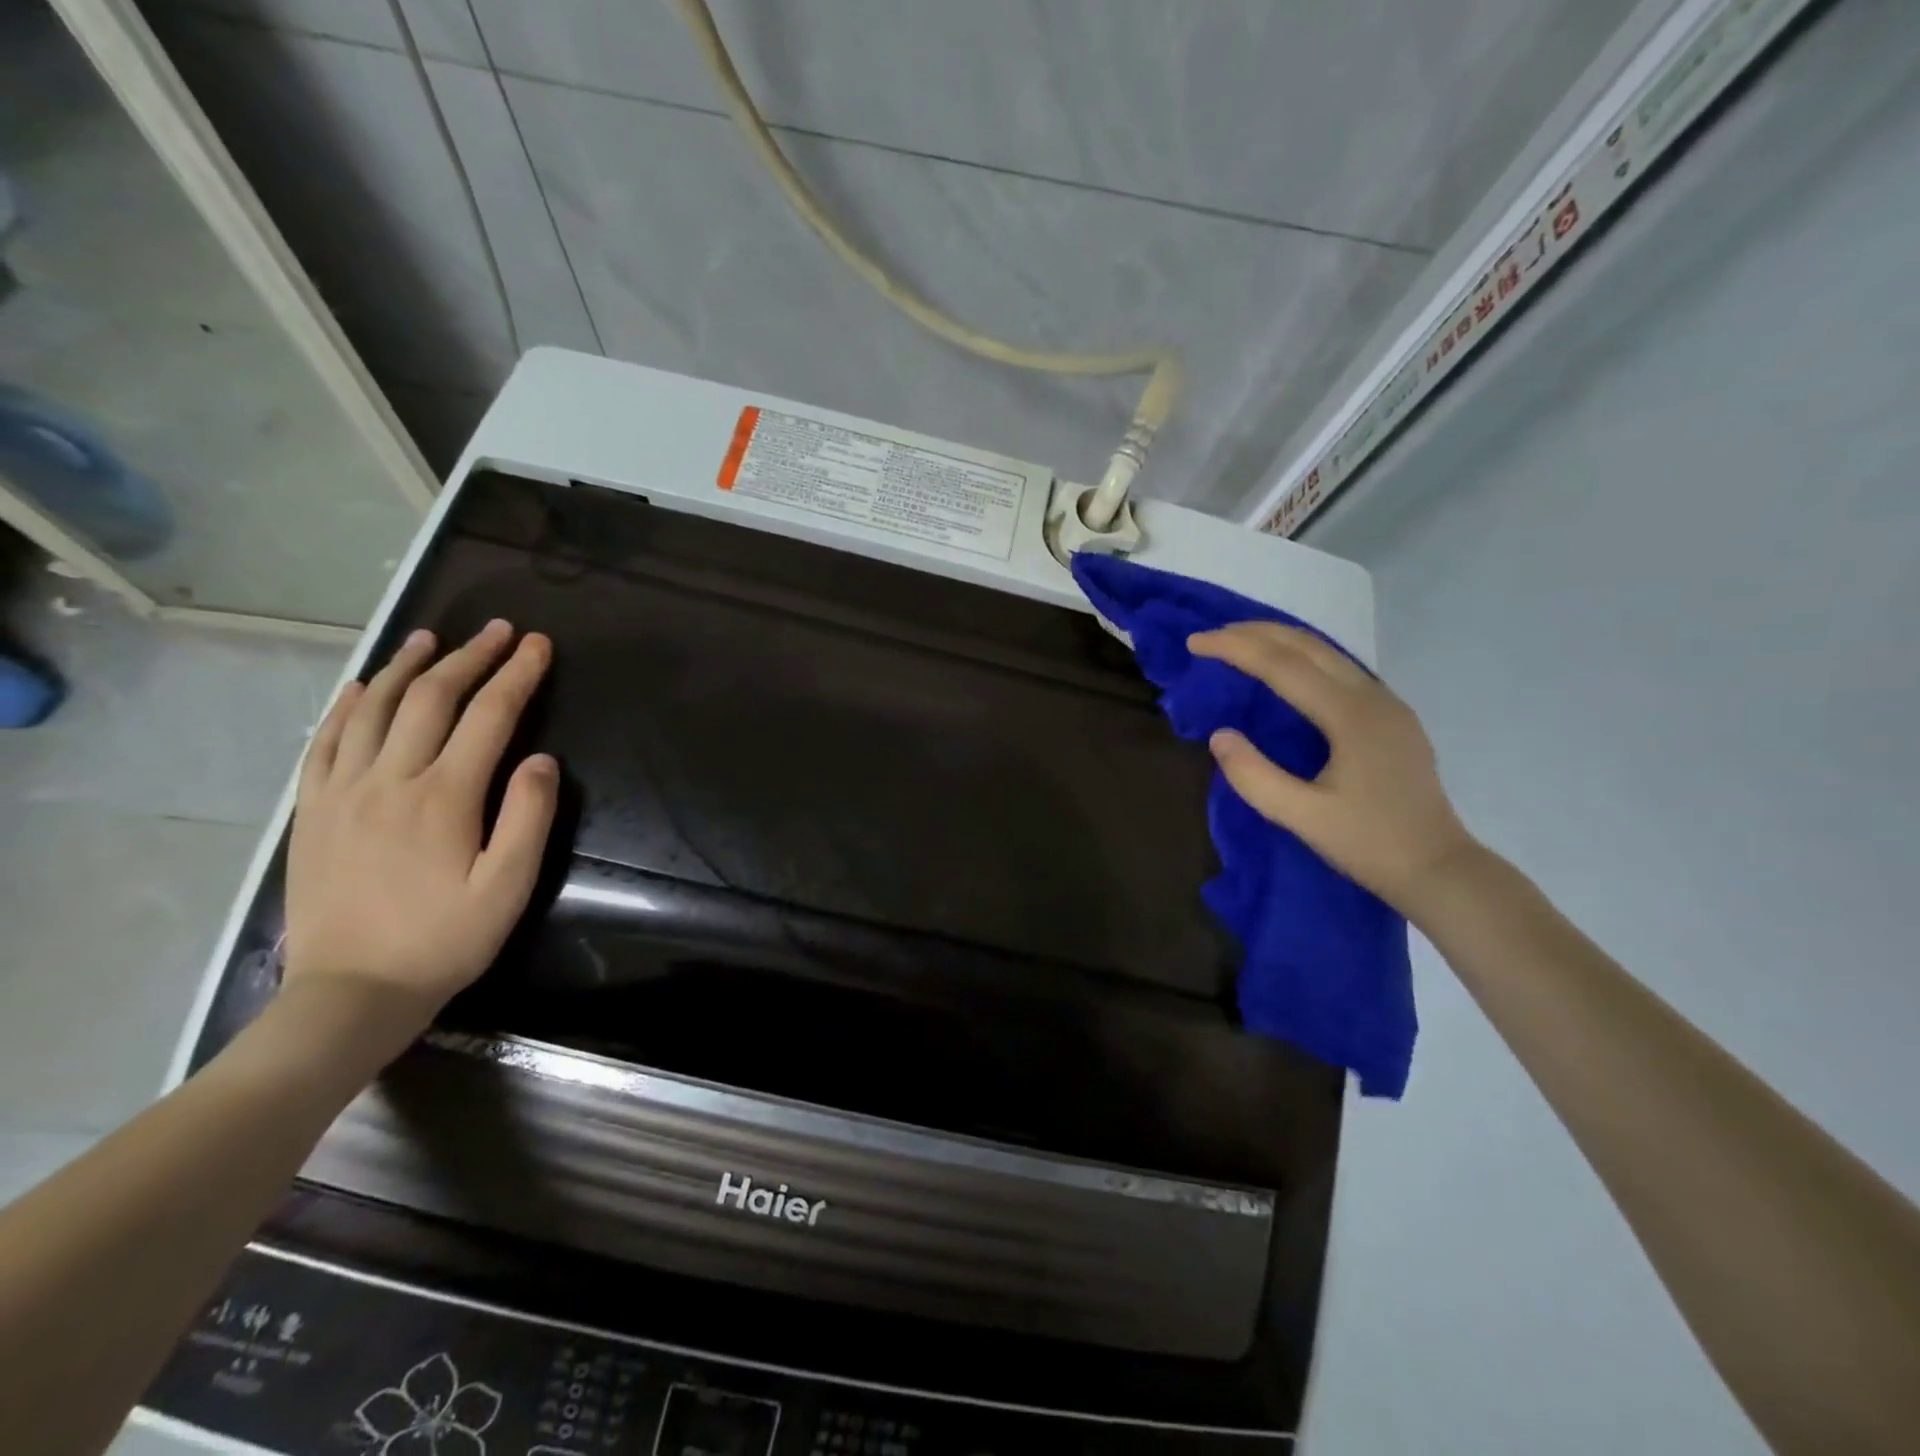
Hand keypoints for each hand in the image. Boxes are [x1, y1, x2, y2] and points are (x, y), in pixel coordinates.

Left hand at [283, 621, 559, 1032]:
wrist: (351, 992)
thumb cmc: (445, 940)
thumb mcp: (510, 886)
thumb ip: (530, 816)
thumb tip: (540, 758)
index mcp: (444, 796)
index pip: (489, 716)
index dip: (517, 675)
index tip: (538, 645)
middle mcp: (390, 779)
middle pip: (431, 699)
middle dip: (471, 658)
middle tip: (499, 631)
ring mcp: (342, 791)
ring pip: (372, 708)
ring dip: (406, 667)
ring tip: (432, 638)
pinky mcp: (313, 810)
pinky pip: (324, 741)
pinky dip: (344, 705)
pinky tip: (358, 686)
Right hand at [1188, 622, 1478, 915]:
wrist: (1439, 869)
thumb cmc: (1369, 844)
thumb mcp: (1302, 817)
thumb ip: (1254, 776)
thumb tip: (1219, 735)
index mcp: (1351, 716)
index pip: (1282, 666)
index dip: (1235, 649)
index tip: (1195, 643)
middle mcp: (1373, 697)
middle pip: (1308, 646)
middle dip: (1255, 633)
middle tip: (1210, 635)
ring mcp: (1388, 704)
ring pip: (1327, 653)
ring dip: (1280, 641)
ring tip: (1239, 642)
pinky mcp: (1391, 718)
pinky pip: (1340, 669)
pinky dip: (1302, 658)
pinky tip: (1285, 670)